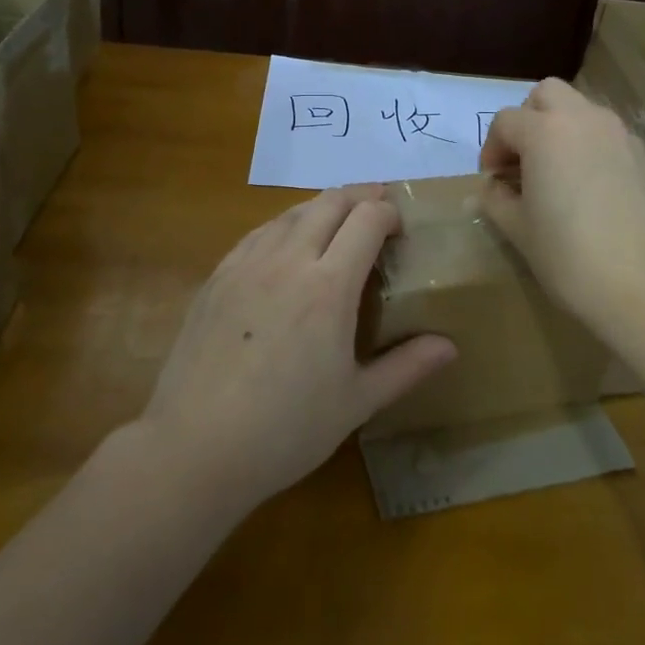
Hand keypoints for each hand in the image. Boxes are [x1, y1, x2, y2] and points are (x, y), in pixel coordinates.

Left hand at [141, 185, 456, 508]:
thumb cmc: (285, 430)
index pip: (366, 220)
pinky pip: (257, 233)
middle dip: (359, 197)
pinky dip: (283, 226)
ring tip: (335, 222)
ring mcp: (246, 264)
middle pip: (329, 203)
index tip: (400, 227)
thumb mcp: (356, 402)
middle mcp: (288, 260)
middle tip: (376, 209)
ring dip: (320, 207)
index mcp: (329, 287)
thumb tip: (450, 345)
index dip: (388, 212)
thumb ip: (406, 367)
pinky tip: (285, 245)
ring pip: (290, 213)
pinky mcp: (216, 277)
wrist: (194, 447)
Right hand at [479, 79, 644, 351]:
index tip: (492, 182)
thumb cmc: (571, 258)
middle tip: (521, 162)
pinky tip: (585, 189)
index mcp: (545, 131)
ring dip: (558, 129)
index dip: (492, 150)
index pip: (506, 122)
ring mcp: (619, 135)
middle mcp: (584, 119)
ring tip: (552, 175)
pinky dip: (587, 145)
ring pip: (580, 110)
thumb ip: (497, 200)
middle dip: (527, 120)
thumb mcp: (519, 231)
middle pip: (546, 95)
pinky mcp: (643, 157)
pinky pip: (604, 134)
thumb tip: (495, 188)